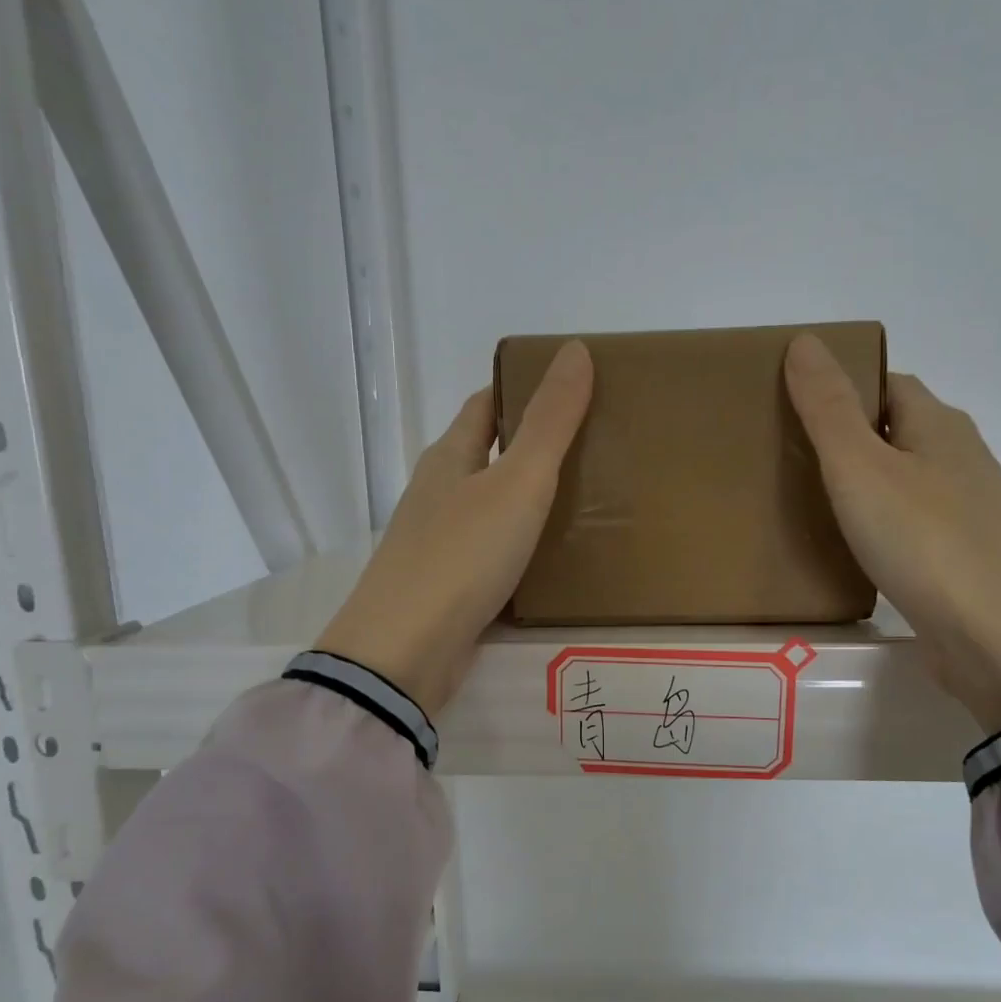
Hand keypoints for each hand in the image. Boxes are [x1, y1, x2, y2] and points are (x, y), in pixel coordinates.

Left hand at [316, 342, 593, 718]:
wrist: (404, 652)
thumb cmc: (461, 555)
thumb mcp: (516, 482)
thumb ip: (549, 422)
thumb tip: (574, 349)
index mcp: (450, 458)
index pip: (485, 406)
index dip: (522, 389)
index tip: (570, 388)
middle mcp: (439, 495)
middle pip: (488, 455)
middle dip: (532, 446)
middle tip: (595, 446)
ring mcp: (440, 544)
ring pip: (491, 507)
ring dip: (529, 500)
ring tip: (588, 500)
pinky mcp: (449, 588)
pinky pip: (493, 553)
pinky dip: (522, 547)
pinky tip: (554, 559)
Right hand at [784, 334, 1000, 733]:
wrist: (997, 638)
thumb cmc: (924, 541)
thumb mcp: (860, 467)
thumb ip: (828, 408)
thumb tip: (805, 341)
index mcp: (939, 425)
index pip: (888, 383)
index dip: (843, 386)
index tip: (793, 405)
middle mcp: (959, 458)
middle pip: (896, 430)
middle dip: (847, 435)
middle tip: (788, 453)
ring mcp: (965, 511)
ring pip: (903, 479)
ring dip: (861, 481)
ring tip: (806, 498)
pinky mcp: (959, 557)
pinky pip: (908, 522)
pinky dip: (876, 522)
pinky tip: (849, 545)